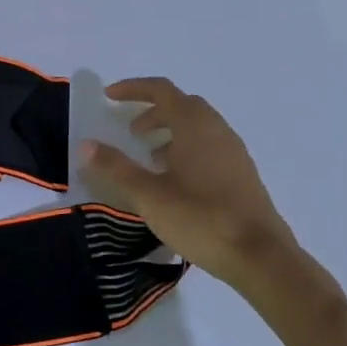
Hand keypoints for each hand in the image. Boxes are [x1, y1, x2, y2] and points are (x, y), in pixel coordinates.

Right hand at [81, 78, 305, 289]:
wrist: (261, 257)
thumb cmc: (200, 218)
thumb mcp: (149, 195)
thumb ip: (116, 168)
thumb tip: (86, 145)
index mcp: (194, 125)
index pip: (161, 90)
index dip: (133, 89)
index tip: (109, 97)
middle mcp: (217, 130)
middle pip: (182, 105)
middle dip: (153, 111)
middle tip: (131, 131)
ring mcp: (234, 152)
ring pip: (198, 127)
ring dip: (171, 131)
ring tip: (151, 157)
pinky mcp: (243, 174)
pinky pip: (210, 146)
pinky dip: (188, 149)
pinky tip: (177, 180)